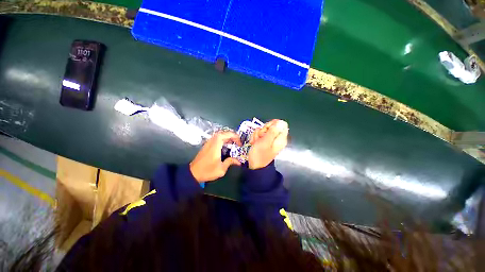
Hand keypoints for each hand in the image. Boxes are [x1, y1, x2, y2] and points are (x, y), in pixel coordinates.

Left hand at [190, 131, 241, 182]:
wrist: (193, 173)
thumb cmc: (207, 171)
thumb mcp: (221, 169)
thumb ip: (230, 162)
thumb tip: (238, 161)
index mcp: (215, 146)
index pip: (225, 134)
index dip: (234, 136)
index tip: (239, 143)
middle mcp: (211, 142)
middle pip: (223, 133)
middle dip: (232, 136)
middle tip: (237, 142)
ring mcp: (208, 143)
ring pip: (219, 135)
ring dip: (227, 137)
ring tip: (233, 143)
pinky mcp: (207, 146)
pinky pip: (216, 139)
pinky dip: (223, 140)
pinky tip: (226, 146)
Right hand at [248, 119, 288, 169]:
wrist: (254, 166)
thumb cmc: (260, 155)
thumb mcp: (265, 142)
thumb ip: (273, 132)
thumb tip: (281, 122)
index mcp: (280, 138)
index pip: (280, 124)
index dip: (272, 124)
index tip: (266, 129)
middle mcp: (277, 138)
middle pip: (271, 126)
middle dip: (263, 130)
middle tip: (260, 137)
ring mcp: (270, 139)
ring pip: (264, 130)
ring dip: (257, 134)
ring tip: (256, 142)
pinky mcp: (265, 141)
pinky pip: (260, 134)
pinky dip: (256, 137)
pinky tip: (254, 143)